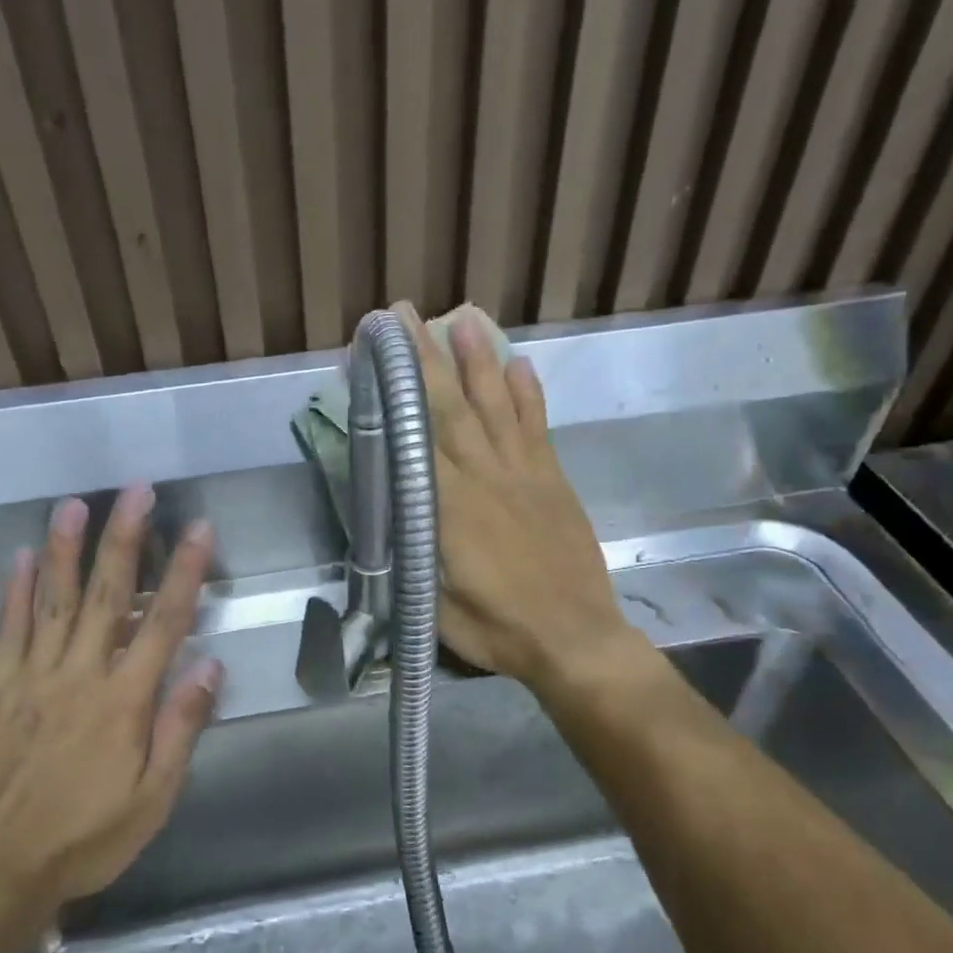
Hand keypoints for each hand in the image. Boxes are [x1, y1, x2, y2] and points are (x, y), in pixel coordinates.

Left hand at [0, 487, 221, 908]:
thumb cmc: (84, 838)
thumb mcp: (152, 798)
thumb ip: (180, 728)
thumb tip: (210, 666)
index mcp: (125, 700)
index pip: (163, 622)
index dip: (185, 572)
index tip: (198, 528)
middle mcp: (81, 674)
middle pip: (107, 594)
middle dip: (125, 538)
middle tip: (136, 491)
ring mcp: (32, 677)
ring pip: (53, 600)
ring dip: (66, 549)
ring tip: (75, 504)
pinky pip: (7, 630)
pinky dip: (14, 592)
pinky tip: (19, 557)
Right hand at [398, 303, 633, 697]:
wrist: (576, 638)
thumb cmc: (498, 629)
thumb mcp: (435, 605)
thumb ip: (409, 556)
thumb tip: (386, 518)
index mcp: (449, 509)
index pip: (414, 439)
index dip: (394, 394)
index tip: (376, 357)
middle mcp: (484, 478)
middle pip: (451, 409)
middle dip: (426, 359)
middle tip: (407, 314)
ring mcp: (523, 475)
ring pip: (496, 406)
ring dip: (479, 360)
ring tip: (464, 319)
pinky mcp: (553, 480)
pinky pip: (538, 428)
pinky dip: (529, 395)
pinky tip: (520, 364)